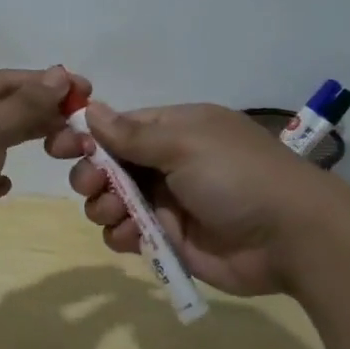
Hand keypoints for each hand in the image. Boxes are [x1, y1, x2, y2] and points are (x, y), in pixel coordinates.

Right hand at [44, 94, 343, 295]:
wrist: (291, 238)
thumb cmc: (237, 177)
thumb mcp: (185, 144)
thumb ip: (133, 134)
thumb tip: (91, 109)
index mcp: (175, 130)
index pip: (119, 127)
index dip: (87, 136)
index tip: (58, 147)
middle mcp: (168, 163)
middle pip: (110, 165)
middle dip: (92, 174)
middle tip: (92, 186)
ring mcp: (169, 202)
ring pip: (114, 201)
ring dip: (104, 206)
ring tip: (114, 214)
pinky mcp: (171, 239)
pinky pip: (130, 233)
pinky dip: (122, 234)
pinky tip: (129, 237)